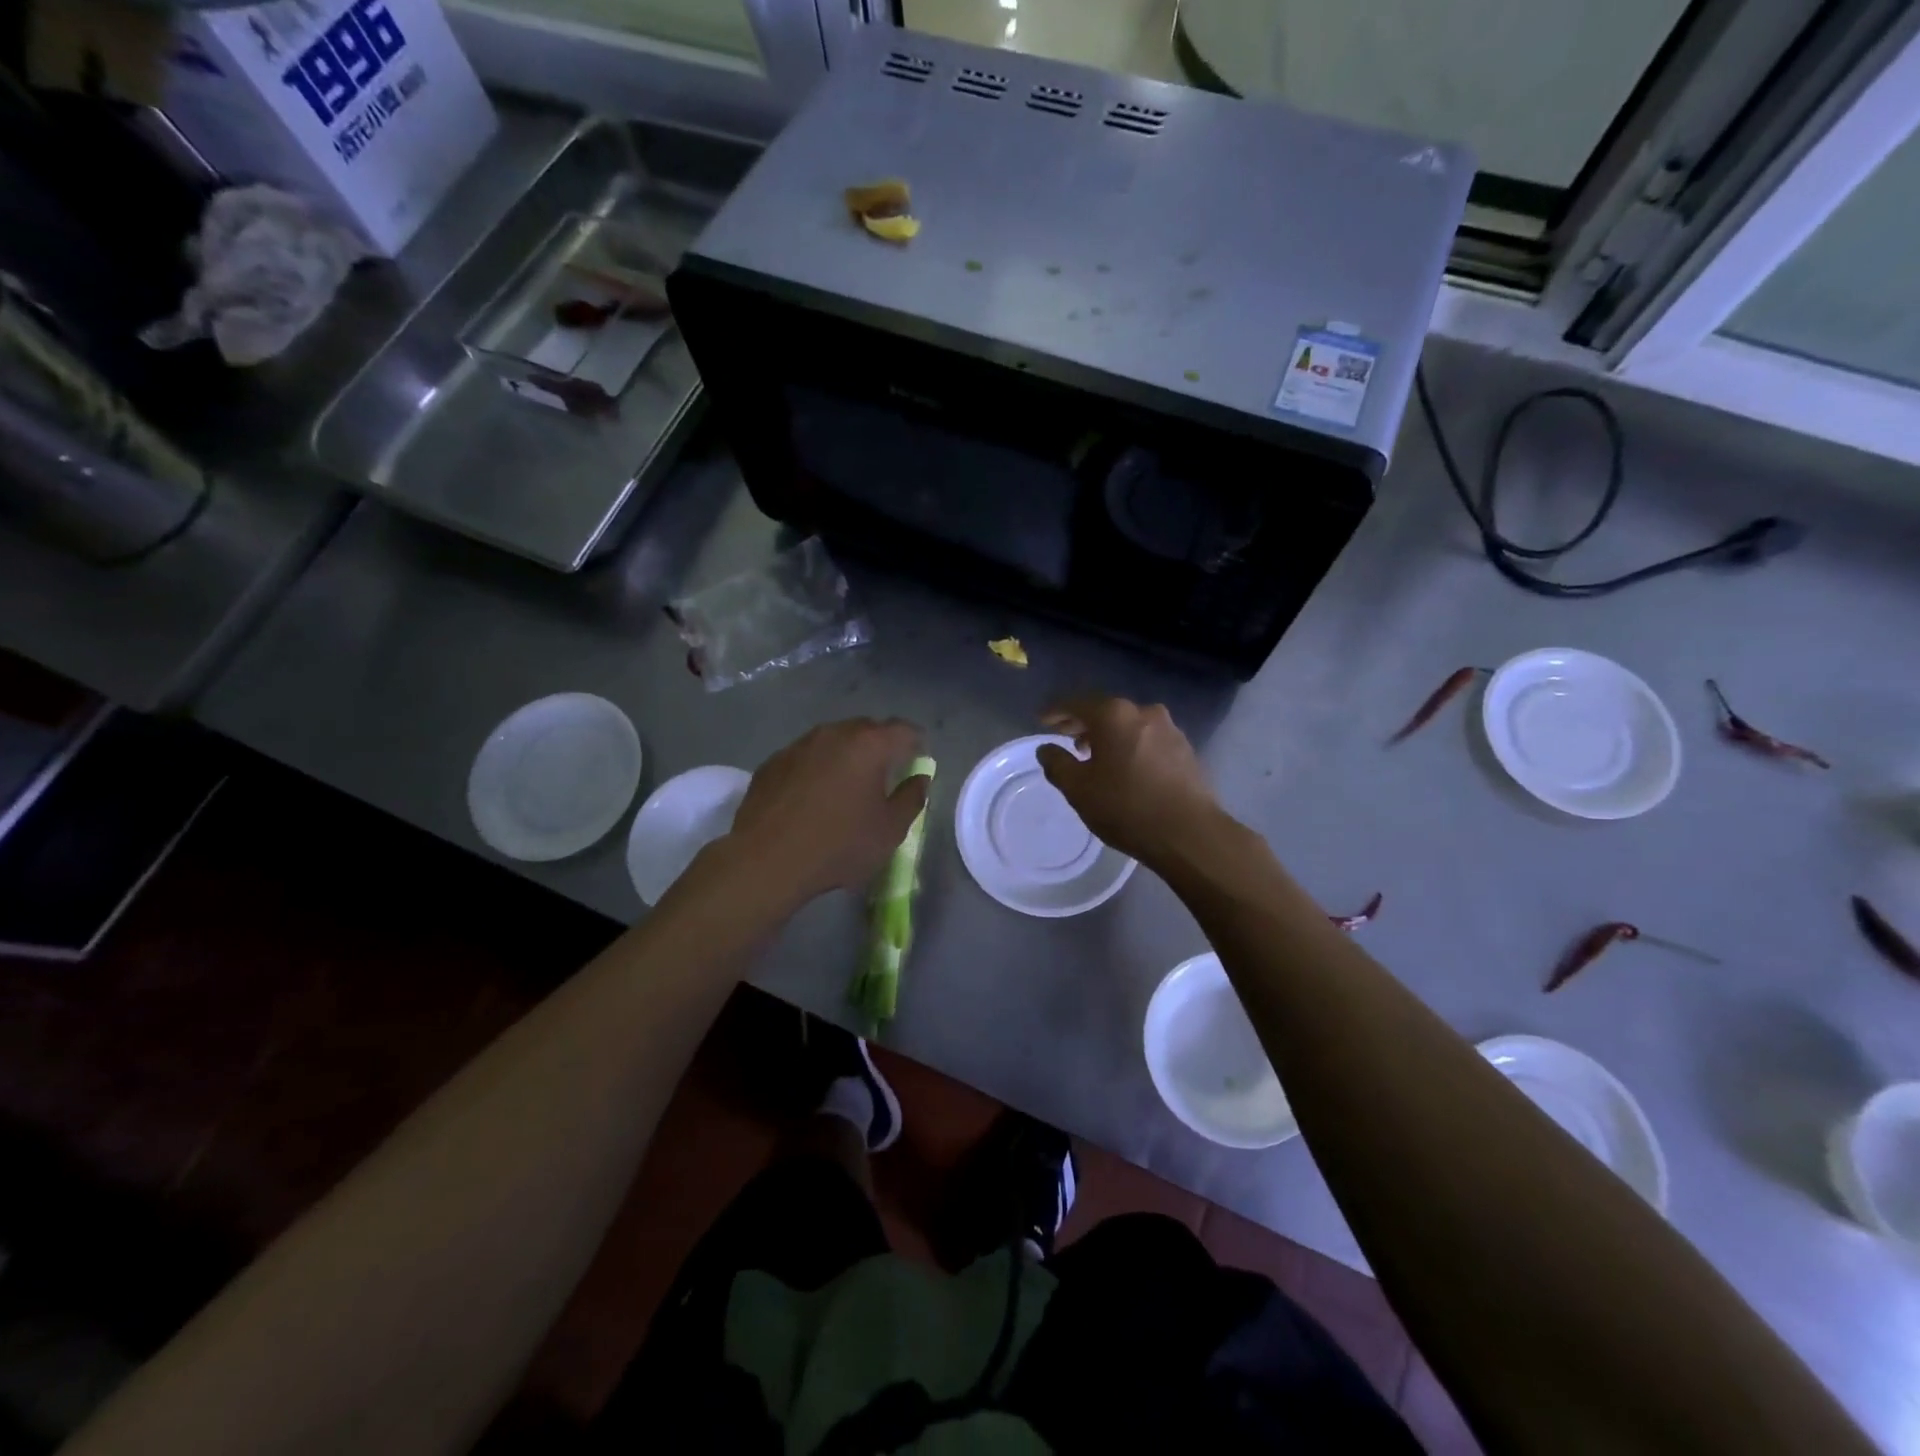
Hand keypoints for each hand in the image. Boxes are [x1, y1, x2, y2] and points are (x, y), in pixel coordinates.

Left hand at [728, 718, 930, 905]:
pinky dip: (817, 768)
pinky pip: (806, 757)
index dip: (916, 743)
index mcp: (869, 745)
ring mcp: (799, 745)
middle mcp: (834, 733)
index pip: (904, 730)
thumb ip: (912, 799)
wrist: (765, 860)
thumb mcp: (890, 830)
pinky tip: (813, 796)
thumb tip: (920, 779)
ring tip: (848, 785)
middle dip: (881, 746)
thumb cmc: (838, 845)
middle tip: (886, 774)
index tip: (919, 761)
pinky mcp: (772, 762)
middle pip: (867, 730)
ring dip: (846, 756)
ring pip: (833, 740)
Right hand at [1037, 697, 1221, 866]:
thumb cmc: (1126, 806)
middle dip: (1082, 722)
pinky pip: (1147, 739)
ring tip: (1092, 754)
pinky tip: (1123, 767)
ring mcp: (1169, 729)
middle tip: (1064, 736)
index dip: (1055, 712)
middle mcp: (1143, 712)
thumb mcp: (1079, 789)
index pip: (1076, 704)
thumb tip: (1046, 749)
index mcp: (1114, 715)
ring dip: (1107, 735)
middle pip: (1104, 711)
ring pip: (1128, 725)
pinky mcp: (1185, 749)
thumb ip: (1057, 764)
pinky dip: (1129, 745)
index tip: (1041, 720)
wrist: (1189, 833)